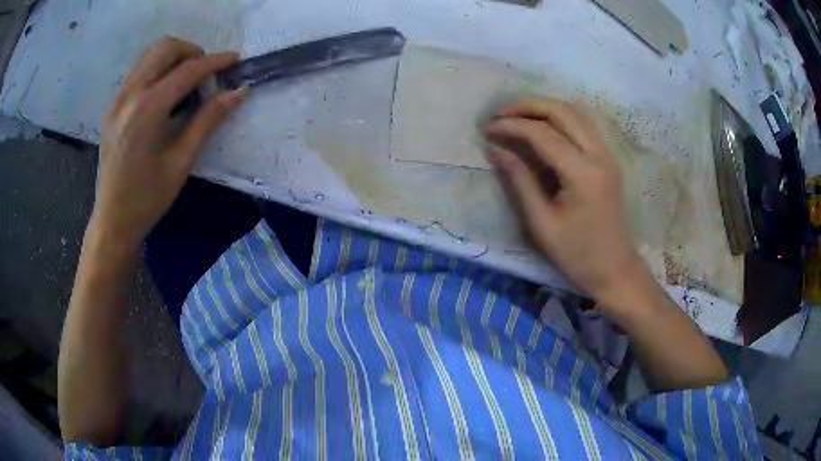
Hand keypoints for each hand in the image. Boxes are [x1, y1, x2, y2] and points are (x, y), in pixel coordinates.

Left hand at [91, 36, 247, 247]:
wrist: (113, 220)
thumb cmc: (148, 198)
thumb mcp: (182, 161)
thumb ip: (208, 119)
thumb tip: (238, 91)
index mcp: (147, 110)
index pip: (188, 70)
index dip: (216, 61)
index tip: (235, 60)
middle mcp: (130, 95)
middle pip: (166, 48)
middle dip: (192, 52)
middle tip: (205, 74)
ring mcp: (117, 99)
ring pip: (150, 54)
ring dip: (173, 57)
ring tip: (186, 79)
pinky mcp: (112, 106)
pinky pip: (138, 70)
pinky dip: (157, 68)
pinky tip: (164, 91)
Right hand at [484, 97, 643, 306]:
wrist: (614, 269)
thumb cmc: (577, 254)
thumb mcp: (542, 223)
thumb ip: (519, 181)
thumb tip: (495, 149)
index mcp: (583, 174)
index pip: (543, 134)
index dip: (512, 126)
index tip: (488, 128)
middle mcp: (599, 155)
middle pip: (562, 111)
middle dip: (527, 106)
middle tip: (500, 113)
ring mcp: (607, 154)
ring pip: (575, 112)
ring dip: (544, 107)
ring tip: (516, 115)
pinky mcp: (608, 159)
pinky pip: (583, 124)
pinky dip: (559, 117)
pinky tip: (542, 125)